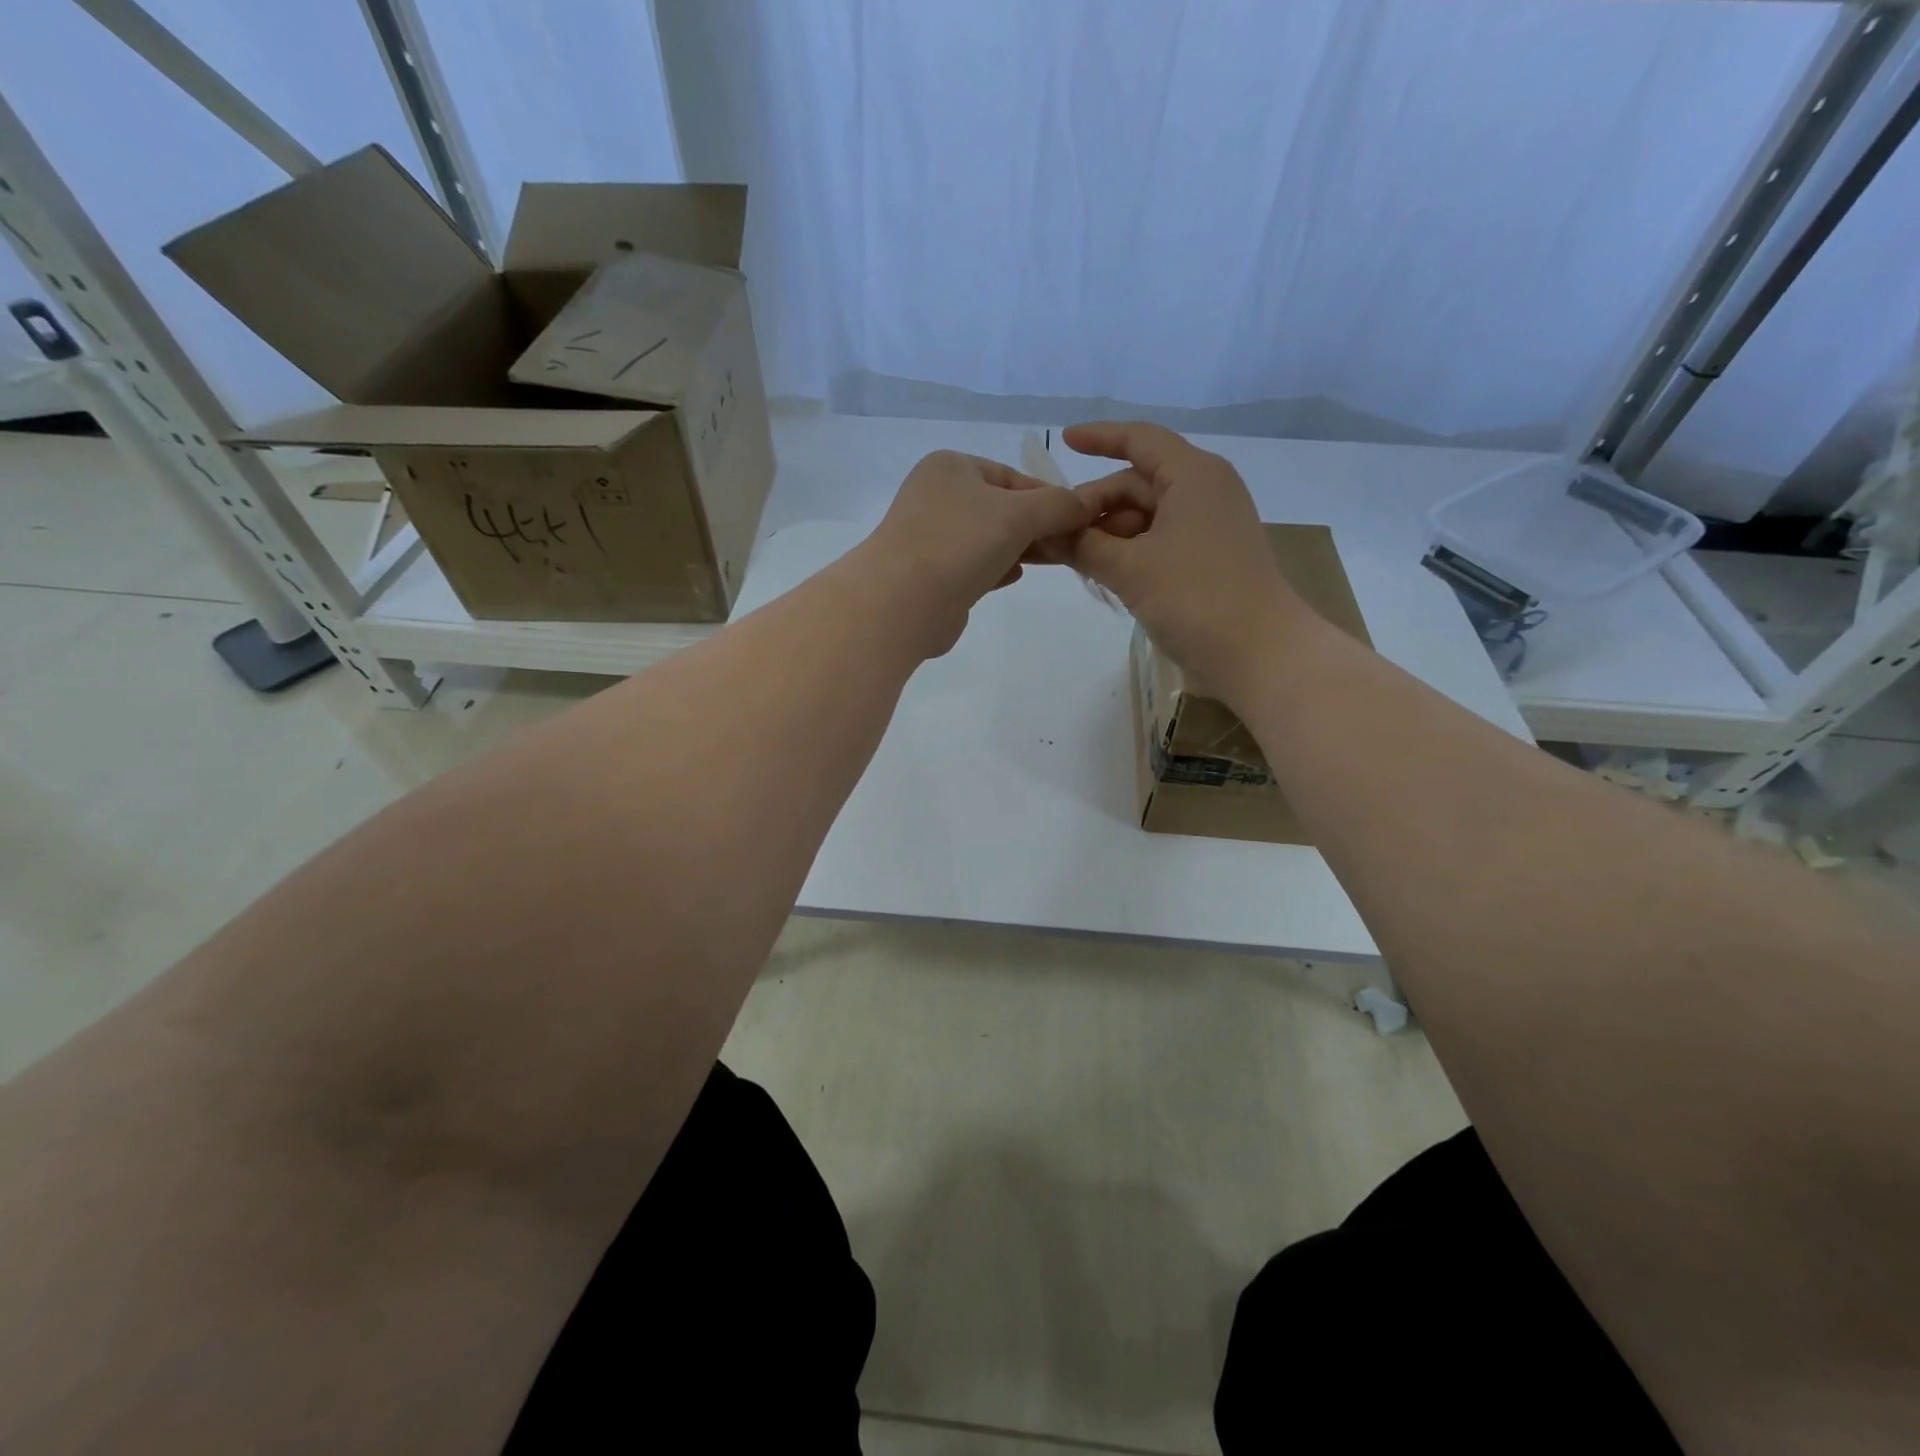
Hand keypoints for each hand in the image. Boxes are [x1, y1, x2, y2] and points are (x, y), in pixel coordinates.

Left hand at [859, 450, 1092, 656]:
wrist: (902, 602)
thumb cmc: (960, 543)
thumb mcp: (1019, 514)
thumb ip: (1058, 506)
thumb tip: (1090, 503)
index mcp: (952, 467)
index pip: (1013, 477)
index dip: (1049, 498)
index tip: (1078, 521)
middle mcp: (937, 496)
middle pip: (1002, 508)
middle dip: (1037, 527)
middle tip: (1070, 546)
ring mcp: (931, 537)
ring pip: (988, 539)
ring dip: (1020, 549)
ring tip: (1052, 561)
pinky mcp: (932, 575)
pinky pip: (974, 566)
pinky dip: (996, 568)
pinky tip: (1014, 576)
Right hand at [1059, 422, 1308, 693]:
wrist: (1261, 654)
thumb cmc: (1195, 598)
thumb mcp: (1129, 569)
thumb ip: (1082, 545)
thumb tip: (1045, 531)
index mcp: (1192, 475)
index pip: (1139, 440)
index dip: (1099, 437)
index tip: (1063, 441)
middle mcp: (1204, 490)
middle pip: (1137, 483)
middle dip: (1094, 505)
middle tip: (1053, 535)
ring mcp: (1210, 525)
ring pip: (1146, 516)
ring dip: (1108, 534)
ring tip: (1071, 561)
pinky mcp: (1210, 557)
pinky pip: (1159, 540)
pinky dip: (1129, 551)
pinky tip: (1102, 573)